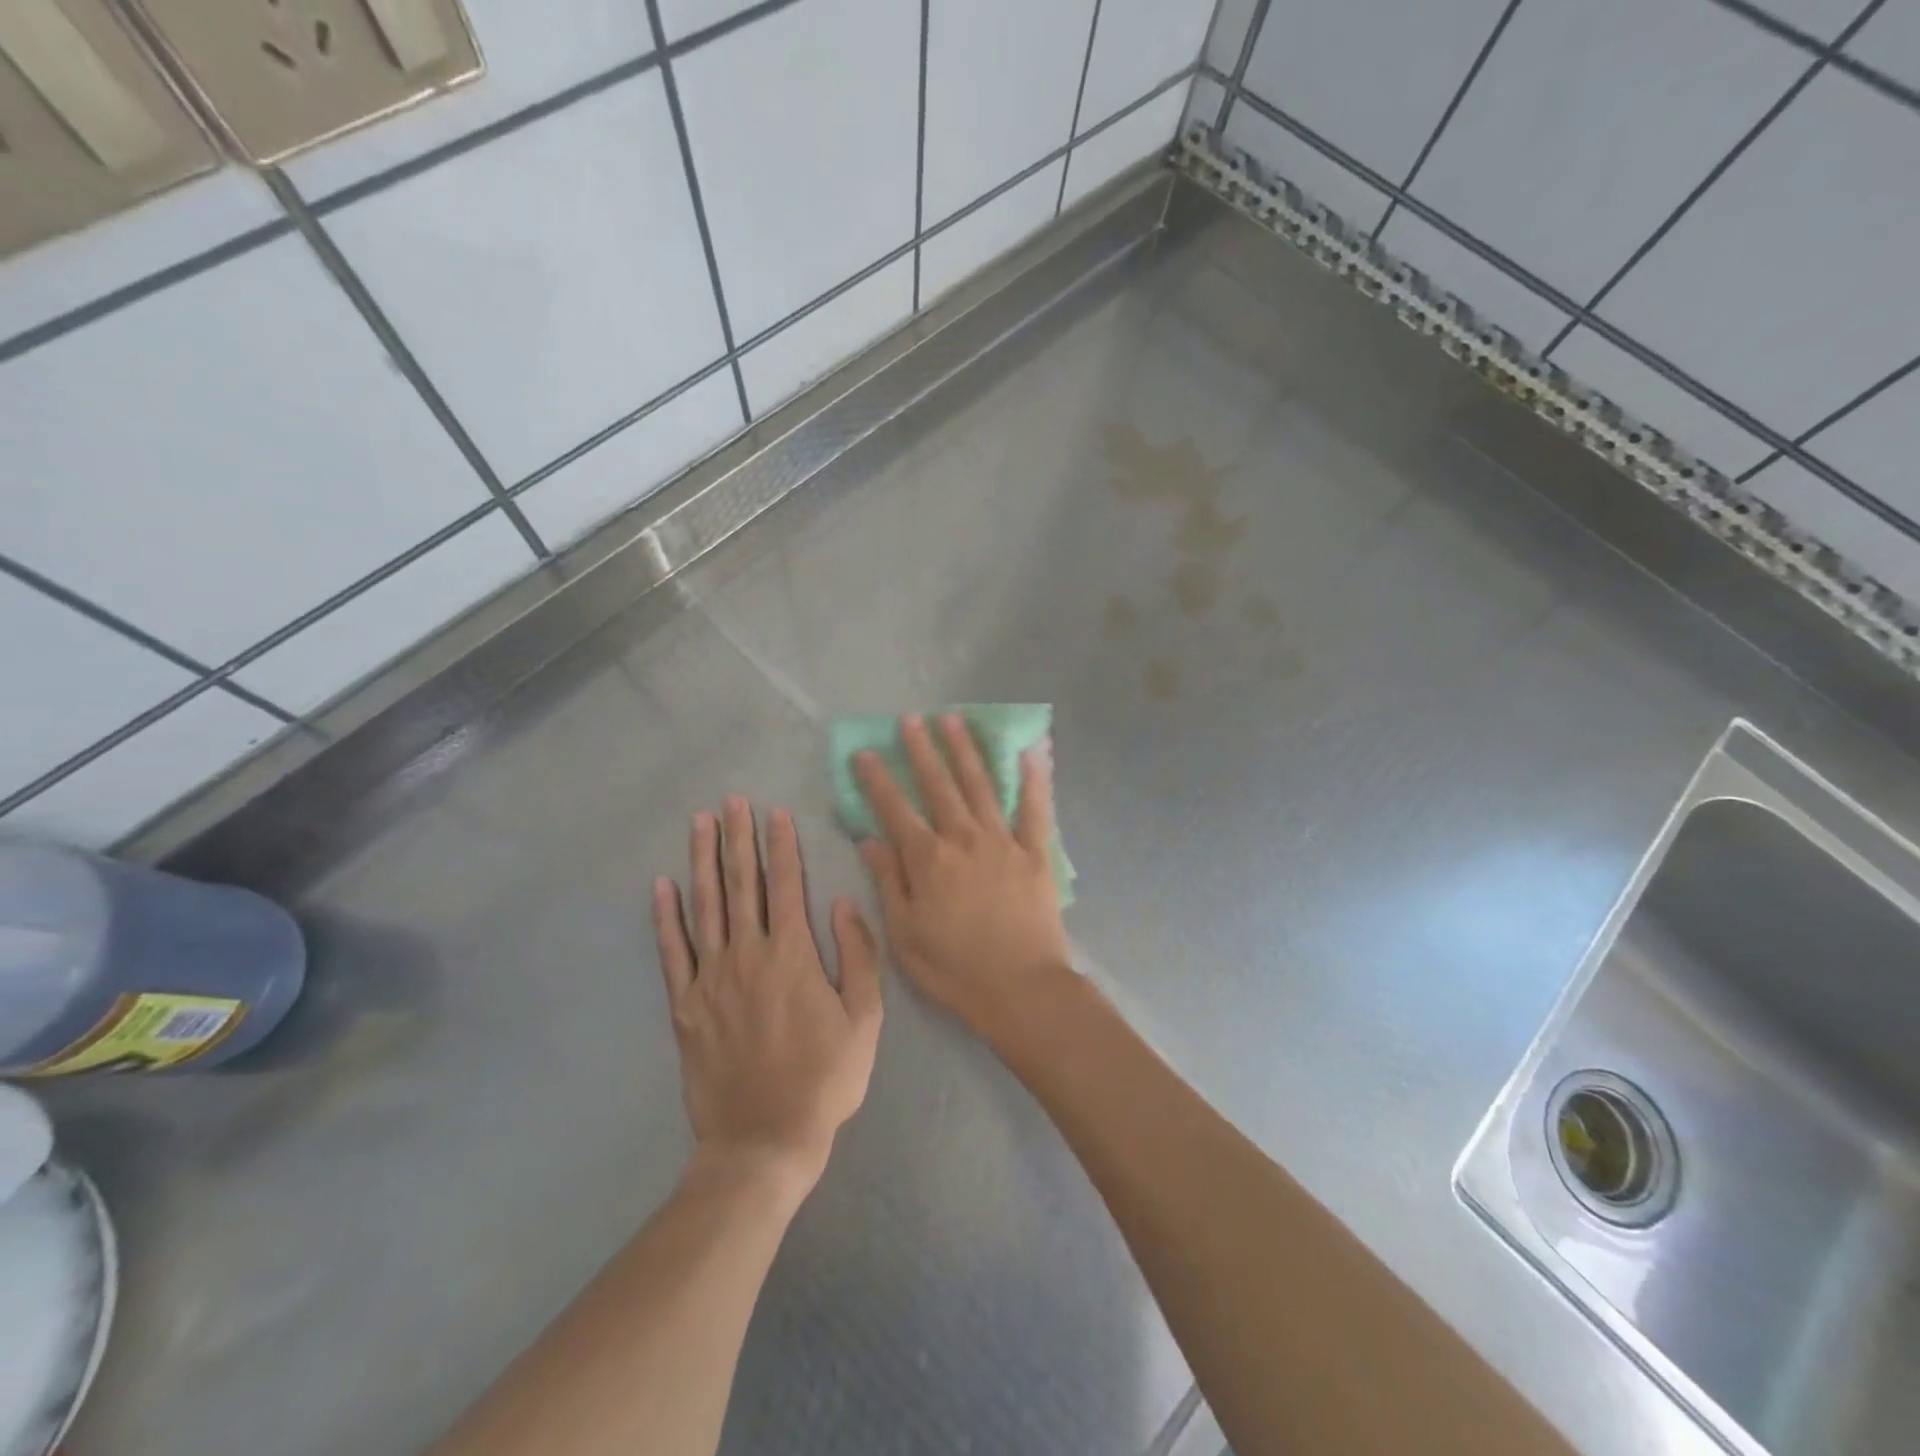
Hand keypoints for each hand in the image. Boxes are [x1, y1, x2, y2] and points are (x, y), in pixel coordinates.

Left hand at [652, 798, 882, 1188]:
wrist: (764, 1141)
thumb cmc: (824, 1079)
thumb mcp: (865, 1020)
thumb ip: (857, 955)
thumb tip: (842, 902)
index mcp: (792, 956)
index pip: (786, 885)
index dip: (781, 845)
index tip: (775, 812)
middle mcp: (747, 956)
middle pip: (742, 885)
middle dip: (738, 838)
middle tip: (732, 801)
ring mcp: (710, 980)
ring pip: (705, 907)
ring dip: (703, 861)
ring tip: (700, 824)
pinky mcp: (684, 1007)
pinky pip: (672, 952)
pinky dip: (665, 917)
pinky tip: (662, 887)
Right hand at [854, 714, 1070, 1044]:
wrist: (1021, 988)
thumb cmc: (955, 968)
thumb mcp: (905, 934)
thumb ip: (889, 882)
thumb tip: (870, 840)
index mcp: (928, 859)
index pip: (895, 809)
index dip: (877, 779)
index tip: (864, 752)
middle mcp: (964, 838)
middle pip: (939, 785)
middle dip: (922, 750)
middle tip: (911, 719)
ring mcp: (1003, 841)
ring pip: (981, 785)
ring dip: (965, 751)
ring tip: (954, 720)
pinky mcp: (1036, 852)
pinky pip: (1035, 809)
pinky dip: (1033, 780)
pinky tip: (1030, 752)